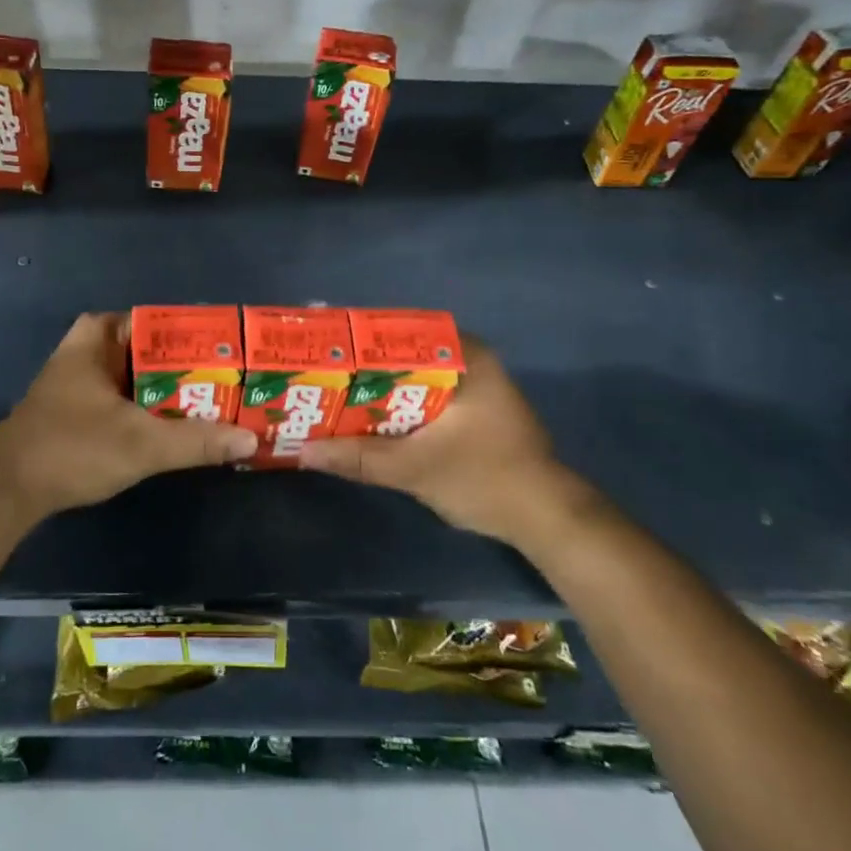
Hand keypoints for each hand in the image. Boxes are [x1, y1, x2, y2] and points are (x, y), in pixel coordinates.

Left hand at [0, 312, 257, 522]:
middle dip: (195, 368)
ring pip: (145, 377)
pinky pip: (132, 397)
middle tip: (238, 382)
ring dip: (177, 392)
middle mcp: (94, 347)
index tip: (237, 354)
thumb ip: (196, 441)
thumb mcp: (141, 444)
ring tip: (224, 403)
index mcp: (102, 334)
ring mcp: (86, 378)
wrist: (8, 489)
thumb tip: (251, 439)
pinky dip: (157, 409)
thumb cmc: (72, 447)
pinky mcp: (83, 407)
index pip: (164, 322)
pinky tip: (186, 426)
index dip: (202, 338)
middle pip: (157, 351)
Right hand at [298, 339, 586, 543]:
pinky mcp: (474, 410)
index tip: (324, 350)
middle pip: (404, 354)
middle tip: (320, 375)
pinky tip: (368, 419)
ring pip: (413, 377)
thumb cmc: (486, 479)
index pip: (401, 331)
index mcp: (466, 356)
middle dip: (363, 368)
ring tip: (333, 395)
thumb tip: (303, 452)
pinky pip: (425, 395)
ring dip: (379, 389)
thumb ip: (359, 458)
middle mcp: (471, 361)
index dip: (359, 340)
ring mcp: (475, 386)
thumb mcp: (415, 469)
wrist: (547, 520)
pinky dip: (398, 405)